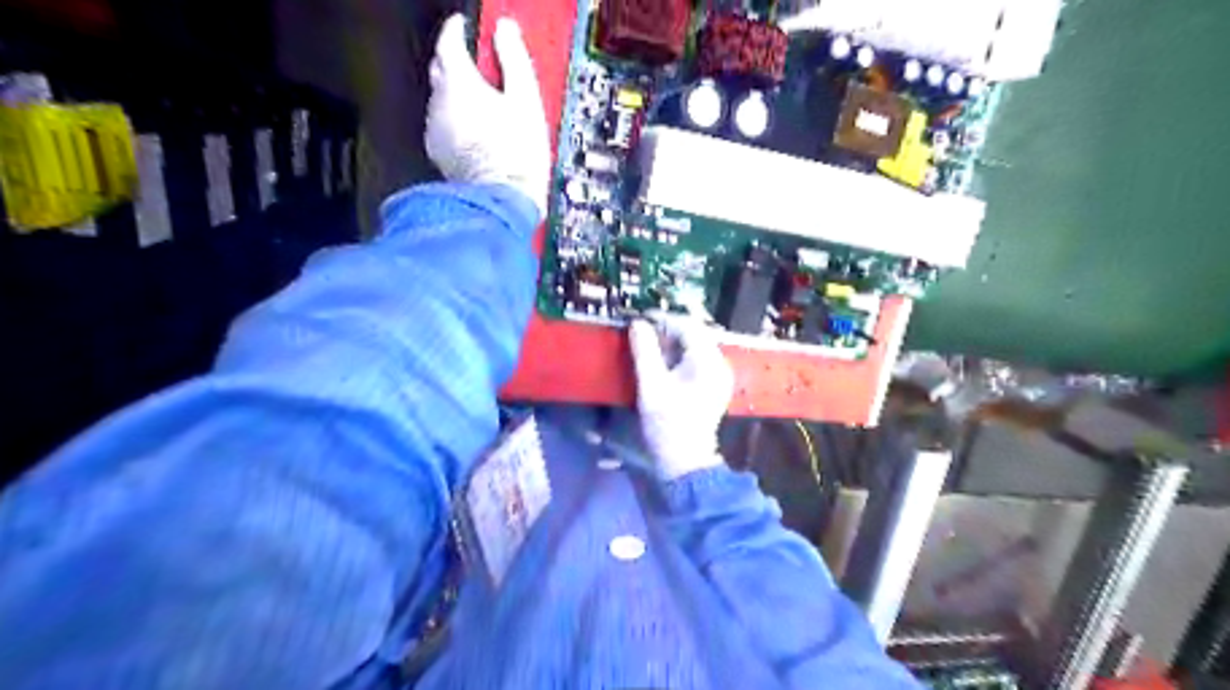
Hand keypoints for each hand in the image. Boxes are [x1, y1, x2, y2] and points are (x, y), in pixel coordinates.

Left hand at [428, 14, 550, 221]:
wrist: (503, 200)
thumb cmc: (516, 154)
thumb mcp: (526, 101)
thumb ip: (514, 60)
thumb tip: (506, 32)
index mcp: (459, 84)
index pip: (448, 41)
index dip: (457, 30)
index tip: (465, 27)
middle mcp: (439, 104)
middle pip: (440, 69)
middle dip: (456, 61)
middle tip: (478, 65)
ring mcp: (437, 131)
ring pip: (441, 100)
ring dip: (458, 95)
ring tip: (484, 105)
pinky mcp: (440, 154)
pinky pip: (444, 127)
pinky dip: (456, 121)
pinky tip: (476, 132)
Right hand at [627, 319, 732, 479]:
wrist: (685, 460)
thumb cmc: (667, 422)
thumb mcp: (651, 384)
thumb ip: (644, 351)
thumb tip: (638, 324)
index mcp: (708, 361)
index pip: (688, 326)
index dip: (663, 319)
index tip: (640, 319)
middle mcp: (719, 363)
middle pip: (694, 334)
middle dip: (667, 330)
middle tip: (642, 332)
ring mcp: (719, 375)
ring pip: (695, 347)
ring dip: (672, 343)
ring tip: (648, 345)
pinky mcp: (714, 386)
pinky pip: (697, 360)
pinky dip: (679, 356)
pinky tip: (662, 363)